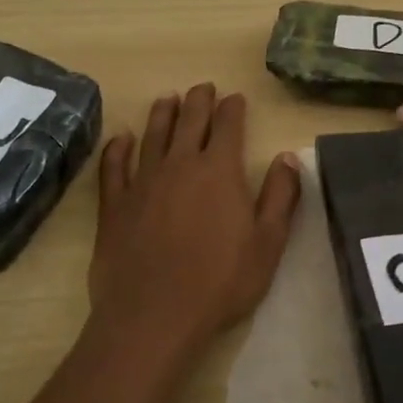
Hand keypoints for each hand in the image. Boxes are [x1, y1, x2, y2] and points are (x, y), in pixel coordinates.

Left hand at [87, 84, 301, 355]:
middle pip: (190, 121)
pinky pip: (114, 166)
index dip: (233, 108)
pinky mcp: (114, 205)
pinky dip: (118, 148)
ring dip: (162, 113)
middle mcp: (180, 164)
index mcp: (220, 170)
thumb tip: (288, 157)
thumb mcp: (268, 243)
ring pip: (153, 135)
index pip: (228, 125)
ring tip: (168, 98)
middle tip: (204, 87)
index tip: (236, 97)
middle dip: (199, 100)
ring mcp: (143, 181)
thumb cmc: (220, 281)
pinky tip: (121, 139)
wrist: (154, 314)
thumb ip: (281, 196)